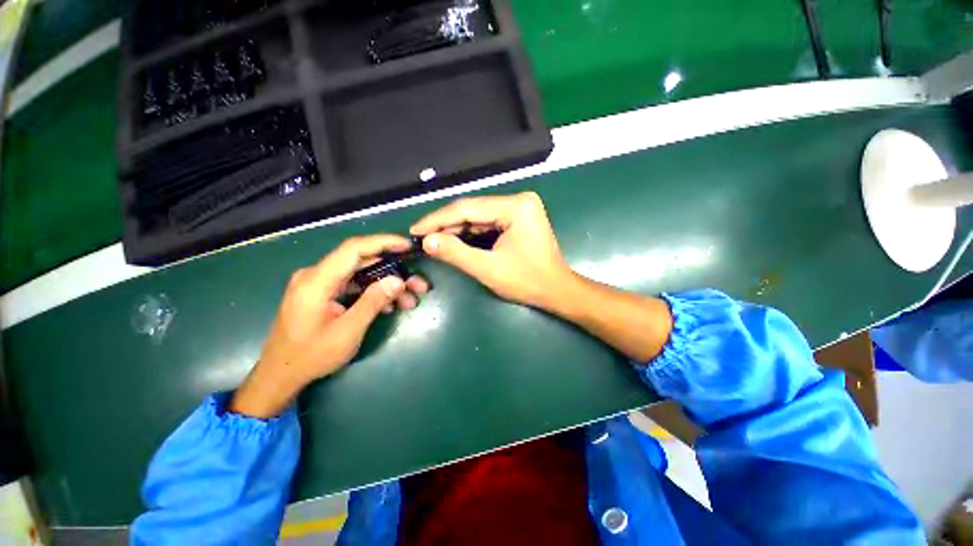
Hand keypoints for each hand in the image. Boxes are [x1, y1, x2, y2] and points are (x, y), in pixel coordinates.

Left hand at [230, 235, 428, 417]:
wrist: (281, 374)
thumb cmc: (311, 356)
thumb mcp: (347, 332)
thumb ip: (373, 302)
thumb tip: (398, 280)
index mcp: (317, 280)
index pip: (354, 249)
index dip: (383, 242)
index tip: (408, 246)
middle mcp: (317, 275)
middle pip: (363, 262)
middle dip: (394, 271)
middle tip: (419, 284)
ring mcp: (321, 284)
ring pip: (362, 275)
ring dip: (388, 285)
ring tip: (411, 299)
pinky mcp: (325, 293)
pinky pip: (355, 285)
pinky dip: (375, 292)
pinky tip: (392, 305)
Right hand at [410, 192, 571, 308]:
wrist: (557, 291)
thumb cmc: (527, 282)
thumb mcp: (488, 269)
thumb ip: (455, 252)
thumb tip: (427, 240)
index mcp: (515, 207)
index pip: (467, 209)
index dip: (437, 219)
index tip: (415, 230)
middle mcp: (519, 200)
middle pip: (473, 209)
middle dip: (445, 224)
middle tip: (421, 236)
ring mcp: (520, 208)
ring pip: (479, 215)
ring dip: (456, 228)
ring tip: (432, 238)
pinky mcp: (519, 217)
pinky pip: (488, 221)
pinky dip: (470, 231)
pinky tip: (454, 238)